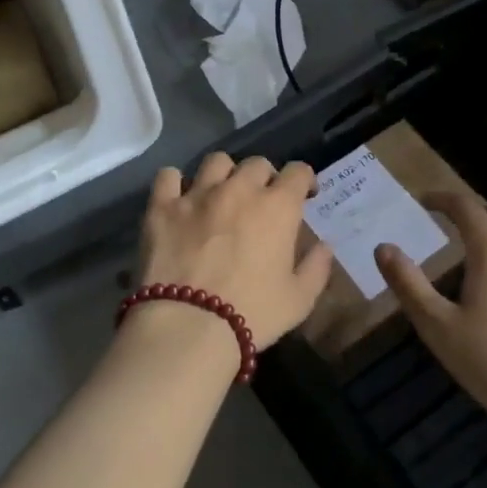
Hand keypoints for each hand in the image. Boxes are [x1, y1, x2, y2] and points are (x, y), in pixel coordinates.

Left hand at [140, 153, 333, 348]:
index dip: (304, 179)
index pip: (298, 171)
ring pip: (216, 161)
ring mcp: (197, 194)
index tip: (304, 194)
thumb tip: (324, 246)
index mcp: (278, 207)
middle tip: (262, 200)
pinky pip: (168, 176)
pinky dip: (176, 183)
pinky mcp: (162, 207)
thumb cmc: (253, 314)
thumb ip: (316, 268)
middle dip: (265, 177)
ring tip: (221, 194)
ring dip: (224, 174)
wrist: (189, 325)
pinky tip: (179, 198)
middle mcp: (239, 189)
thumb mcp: (299, 300)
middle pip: (257, 164)